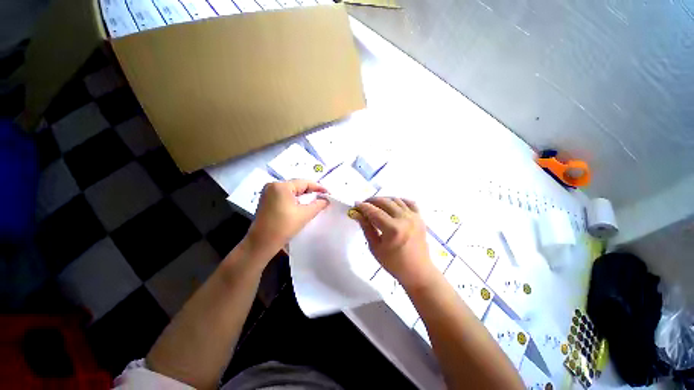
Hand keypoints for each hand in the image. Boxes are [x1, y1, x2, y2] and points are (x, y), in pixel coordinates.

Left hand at [246, 179, 327, 257]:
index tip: (329, 193)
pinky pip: (284, 195)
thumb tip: (326, 200)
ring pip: (291, 191)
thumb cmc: (284, 227)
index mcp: (282, 186)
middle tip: (323, 197)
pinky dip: (294, 199)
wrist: (262, 243)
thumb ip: (318, 205)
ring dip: (303, 195)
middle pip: (297, 185)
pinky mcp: (266, 200)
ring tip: (315, 200)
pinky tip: (301, 204)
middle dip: (311, 191)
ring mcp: (268, 192)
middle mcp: (273, 185)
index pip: (304, 183)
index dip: (318, 187)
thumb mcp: (304, 215)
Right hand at [355, 197, 435, 289]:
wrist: (418, 271)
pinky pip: (409, 202)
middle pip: (384, 202)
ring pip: (395, 200)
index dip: (363, 206)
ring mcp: (414, 216)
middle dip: (371, 201)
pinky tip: (393, 205)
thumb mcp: (375, 247)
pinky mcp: (420, 217)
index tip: (355, 204)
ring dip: (384, 200)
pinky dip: (399, 201)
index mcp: (393, 229)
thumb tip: (356, 214)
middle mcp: (404, 219)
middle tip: (364, 205)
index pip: (374, 211)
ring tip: (376, 206)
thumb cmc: (393, 263)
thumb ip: (366, 228)